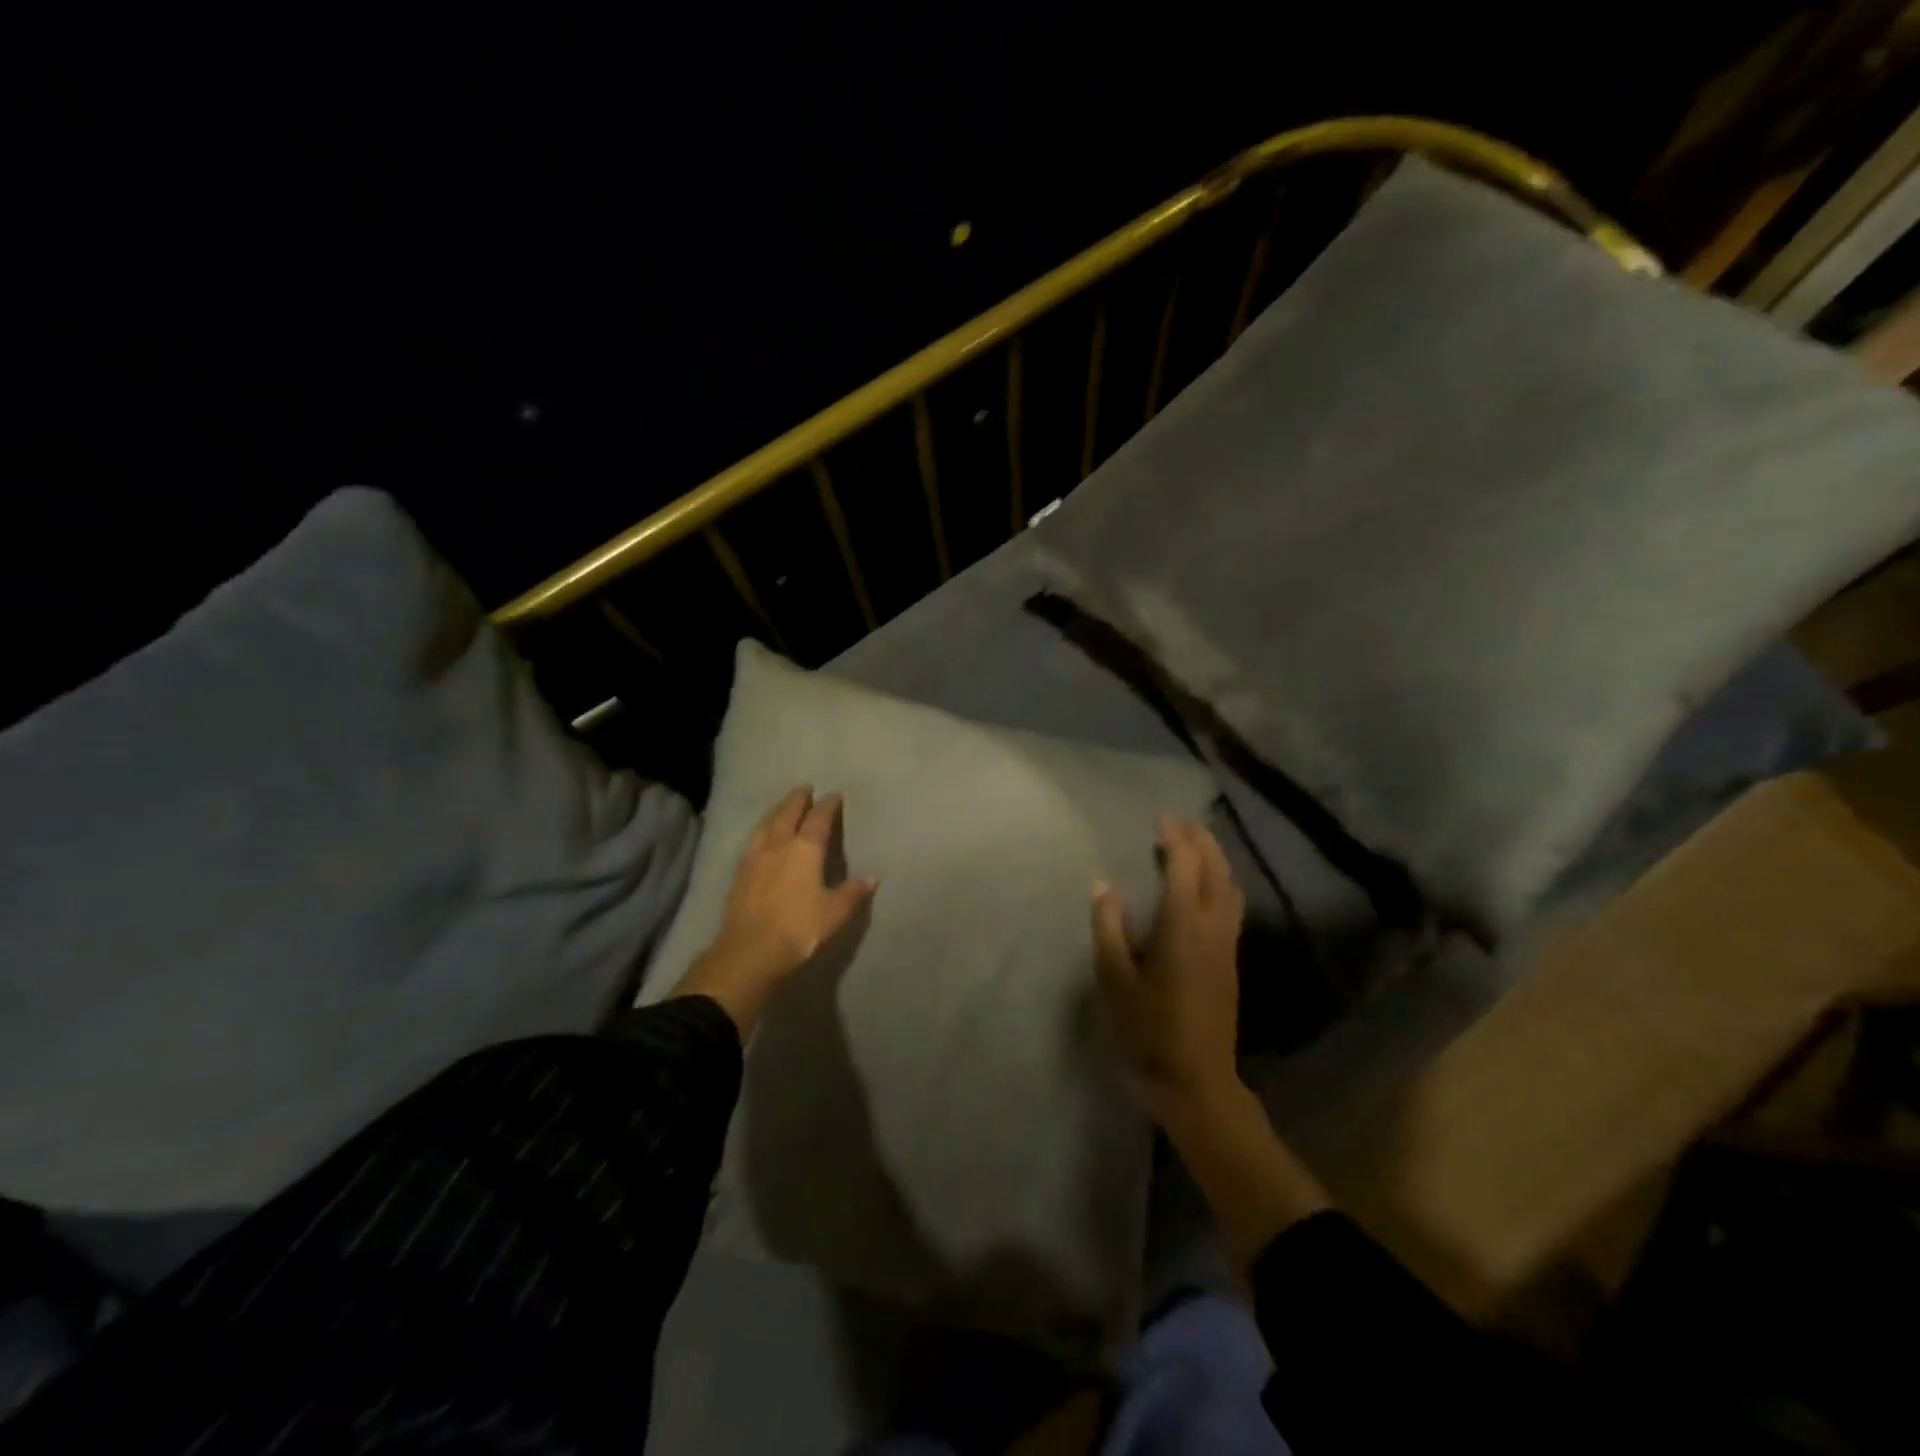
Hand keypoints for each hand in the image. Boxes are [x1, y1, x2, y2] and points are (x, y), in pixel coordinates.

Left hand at [672, 786, 876, 1034]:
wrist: (749, 950)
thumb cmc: (799, 929)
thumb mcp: (834, 913)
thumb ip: (852, 893)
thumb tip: (872, 878)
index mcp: (805, 849)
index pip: (819, 819)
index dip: (828, 806)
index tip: (834, 795)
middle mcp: (779, 844)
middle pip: (787, 813)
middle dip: (797, 799)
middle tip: (805, 788)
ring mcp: (755, 856)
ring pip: (766, 823)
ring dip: (776, 810)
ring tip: (782, 805)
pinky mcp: (739, 872)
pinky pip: (753, 839)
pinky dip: (762, 829)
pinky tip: (762, 835)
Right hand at [1092, 818, 1245, 1125]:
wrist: (1196, 1078)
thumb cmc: (1148, 1029)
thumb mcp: (1115, 979)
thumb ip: (1108, 928)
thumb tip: (1104, 886)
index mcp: (1183, 925)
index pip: (1185, 866)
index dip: (1175, 838)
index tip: (1159, 819)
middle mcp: (1213, 926)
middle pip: (1216, 869)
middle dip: (1201, 839)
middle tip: (1178, 822)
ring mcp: (1227, 943)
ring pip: (1230, 886)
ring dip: (1215, 858)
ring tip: (1193, 845)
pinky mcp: (1230, 959)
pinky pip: (1231, 903)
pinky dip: (1220, 880)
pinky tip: (1203, 886)